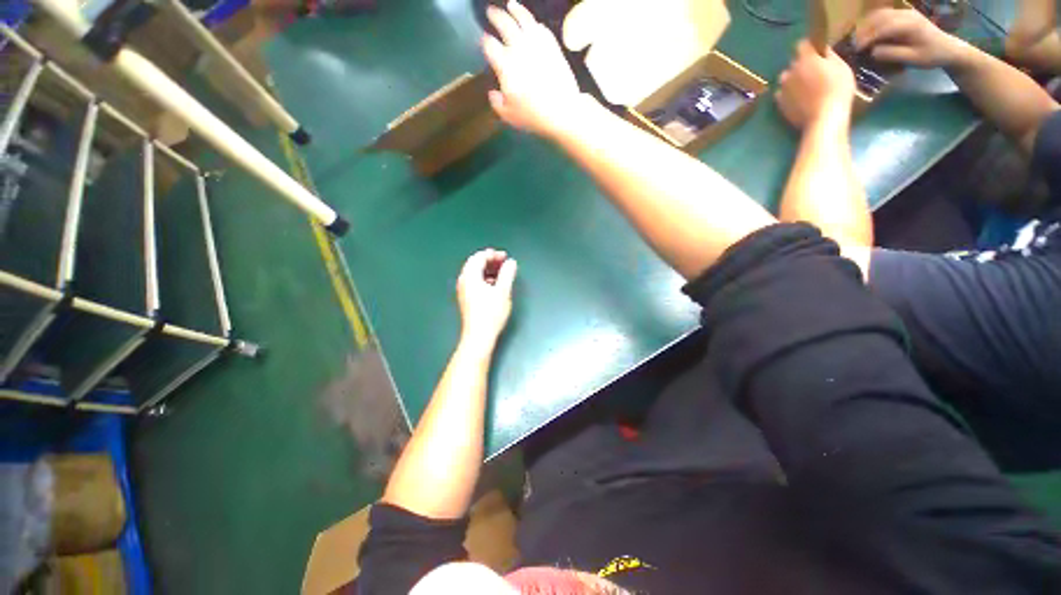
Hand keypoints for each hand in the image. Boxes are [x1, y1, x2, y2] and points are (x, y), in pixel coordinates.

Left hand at [456, 249, 517, 348]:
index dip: (493, 254)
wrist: (479, 336)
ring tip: (502, 272)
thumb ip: (507, 274)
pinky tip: (495, 285)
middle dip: (490, 261)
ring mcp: (463, 291)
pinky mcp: (466, 299)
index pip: (479, 257)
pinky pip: (474, 282)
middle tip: (503, 262)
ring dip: (488, 270)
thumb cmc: (491, 313)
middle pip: (474, 264)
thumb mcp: (503, 291)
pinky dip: (484, 278)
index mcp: (470, 276)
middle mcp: (463, 281)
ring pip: (474, 273)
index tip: (505, 256)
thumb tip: (511, 263)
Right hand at [482, 1, 582, 138]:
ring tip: (510, 5)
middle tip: (491, 13)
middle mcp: (519, 48)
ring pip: (523, 18)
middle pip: (504, 24)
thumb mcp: (508, 115)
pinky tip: (532, 23)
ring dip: (515, 9)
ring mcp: (537, 44)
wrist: (562, 111)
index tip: (483, 41)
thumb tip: (493, 92)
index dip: (484, 41)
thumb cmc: (533, 116)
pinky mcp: (552, 45)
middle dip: (495, 17)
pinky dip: (534, 22)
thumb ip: (497, 102)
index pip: (489, 45)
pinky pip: (541, 28)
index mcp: (505, 65)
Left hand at [776, 41, 855, 128]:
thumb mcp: (841, 67)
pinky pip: (781, 94)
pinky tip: (797, 98)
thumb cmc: (837, 89)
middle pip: (794, 63)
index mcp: (806, 59)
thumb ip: (830, 56)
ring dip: (793, 80)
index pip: (801, 45)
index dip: (809, 47)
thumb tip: (823, 49)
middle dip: (802, 65)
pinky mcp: (780, 103)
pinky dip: (788, 94)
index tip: (816, 52)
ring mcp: (783, 89)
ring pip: (786, 79)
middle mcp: (790, 72)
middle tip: (814, 73)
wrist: (824, 117)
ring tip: (804, 87)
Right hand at [854, 8, 969, 67]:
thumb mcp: (913, 59)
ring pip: (880, 14)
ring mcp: (906, 13)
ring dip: (867, 25)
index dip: (868, 38)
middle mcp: (907, 15)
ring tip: (859, 39)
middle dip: (864, 31)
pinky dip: (873, 22)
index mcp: (910, 25)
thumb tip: (873, 52)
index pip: (883, 28)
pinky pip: (884, 14)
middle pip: (879, 18)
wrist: (948, 48)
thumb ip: (893, 54)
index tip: (856, 50)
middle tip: (854, 45)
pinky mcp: (904, 14)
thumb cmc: (931, 56)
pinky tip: (868, 33)